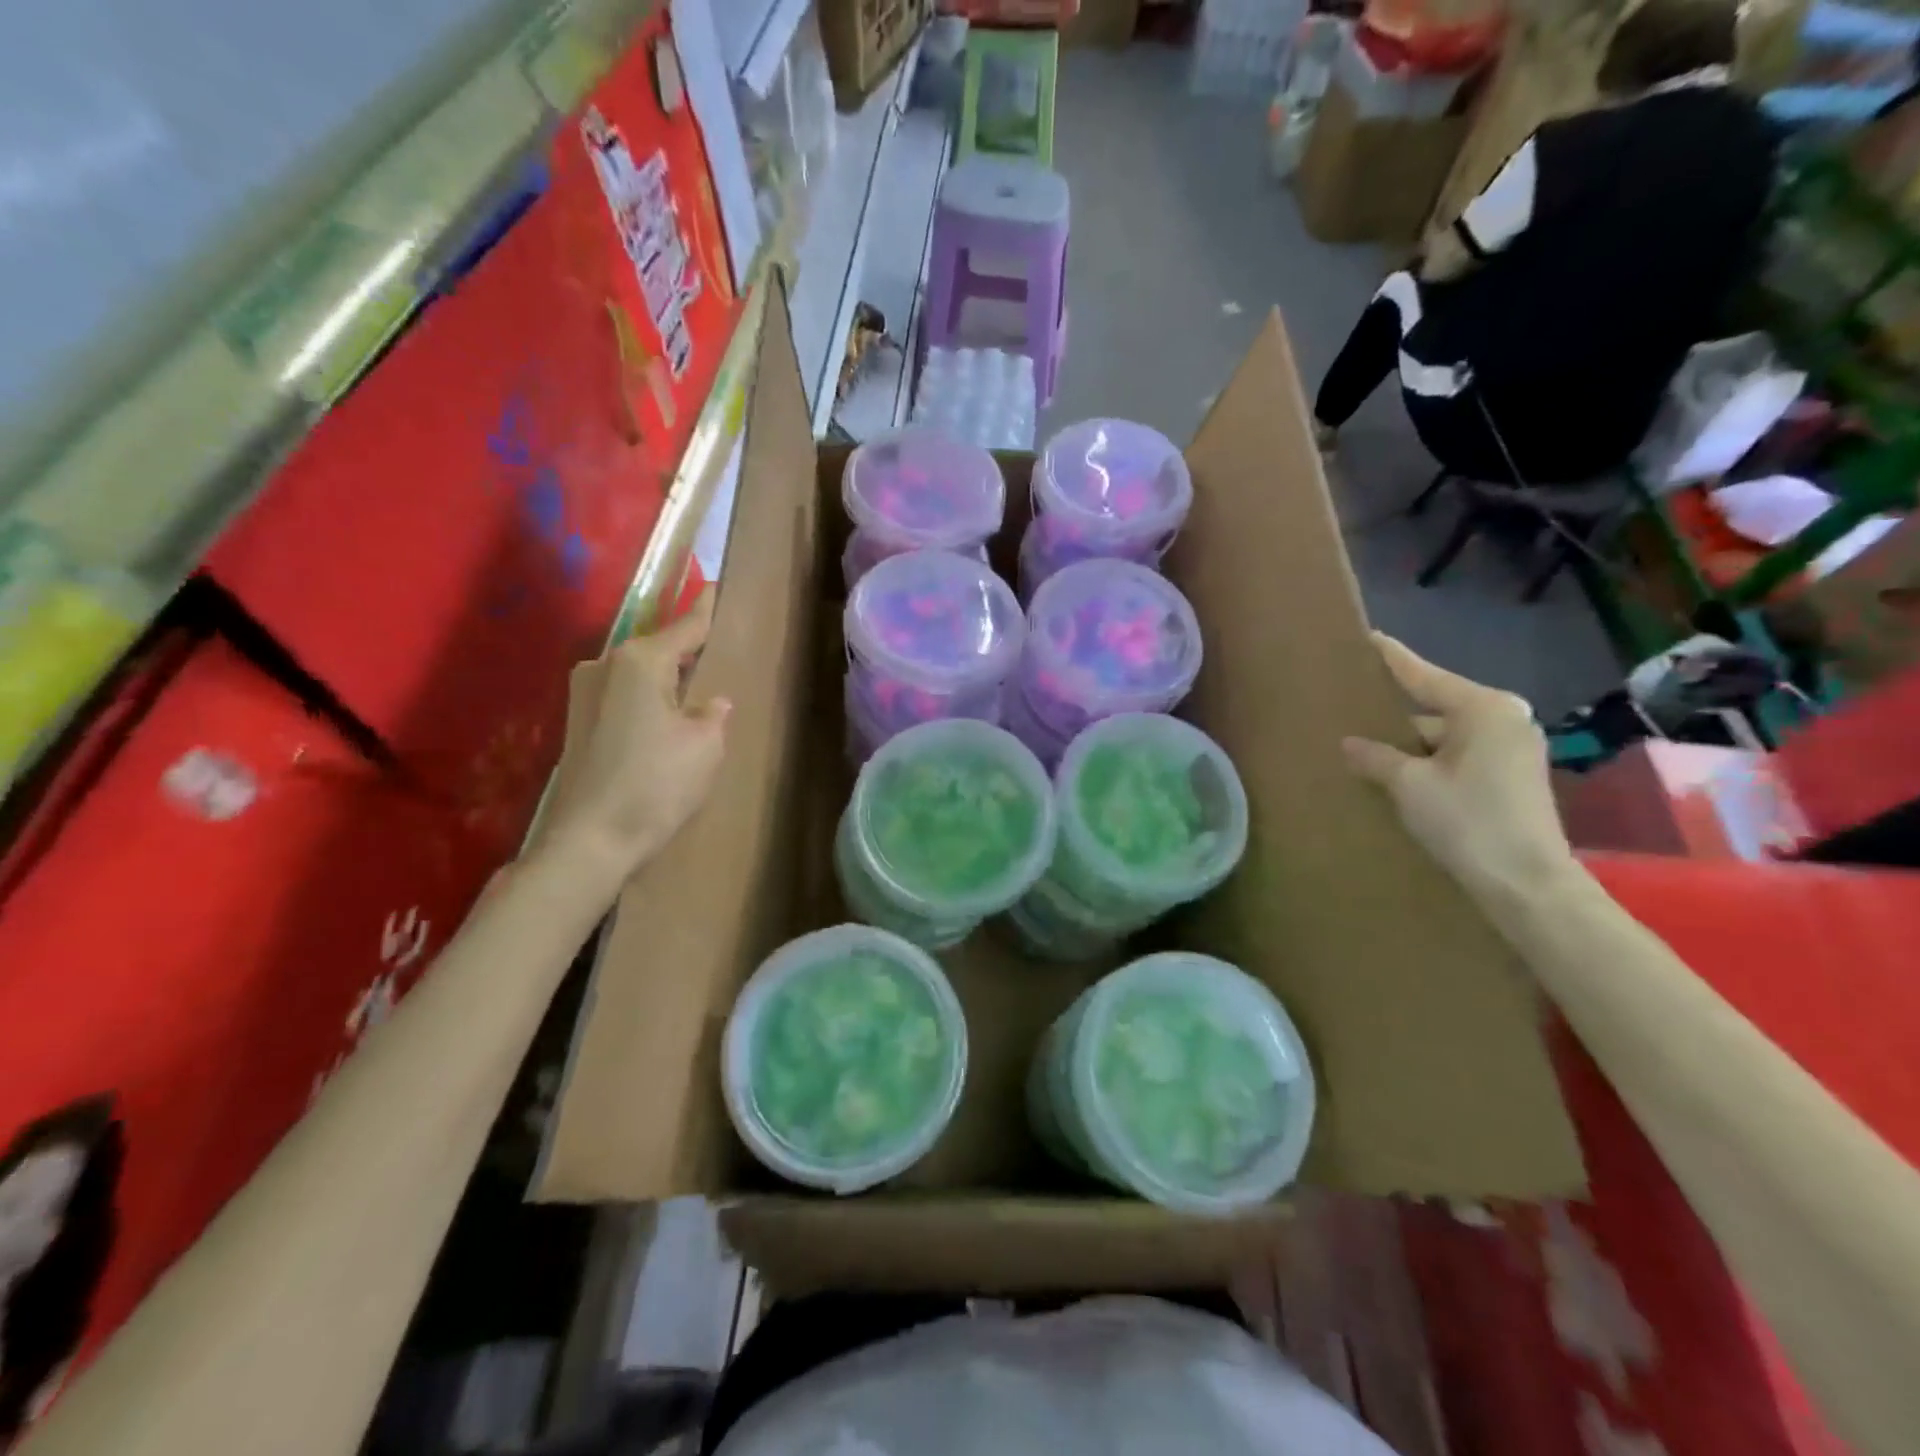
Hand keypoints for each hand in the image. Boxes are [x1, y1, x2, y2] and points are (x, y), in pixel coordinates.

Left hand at [526, 589, 729, 890]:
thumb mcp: (705, 744)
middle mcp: (605, 665)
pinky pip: (622, 695)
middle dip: (685, 650)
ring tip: (693, 691)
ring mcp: (583, 693)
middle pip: (657, 648)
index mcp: (640, 661)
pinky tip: (663, 718)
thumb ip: (712, 712)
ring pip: (637, 673)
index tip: (716, 586)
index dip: (706, 610)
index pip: (685, 627)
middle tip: (715, 652)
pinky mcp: (576, 721)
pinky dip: (646, 699)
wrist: (591, 840)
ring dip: (664, 679)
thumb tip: (709, 701)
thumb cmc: (657, 784)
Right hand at [1342, 633, 1575, 903]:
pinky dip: (1429, 762)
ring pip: (1445, 735)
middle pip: (1435, 707)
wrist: (1526, 883)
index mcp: (1483, 709)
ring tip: (1366, 750)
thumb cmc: (1467, 821)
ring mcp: (1512, 748)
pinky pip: (1458, 755)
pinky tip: (1397, 775)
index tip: (1369, 637)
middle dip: (1395, 714)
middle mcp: (1504, 719)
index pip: (1424, 676)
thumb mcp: (1409, 785)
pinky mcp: (1512, 776)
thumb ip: (1375, 757)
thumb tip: (1349, 743)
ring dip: (1410, 745)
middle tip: (1353, 708)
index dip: (1392, 659)